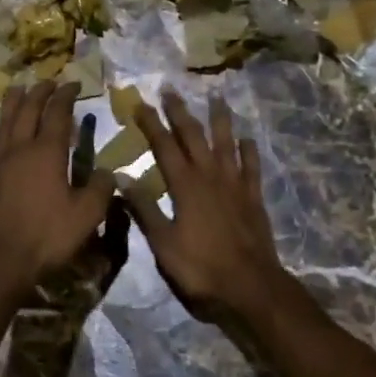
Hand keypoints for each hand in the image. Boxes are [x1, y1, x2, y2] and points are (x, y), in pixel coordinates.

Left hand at [0, 82, 115, 298]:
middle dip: (39, 92)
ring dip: (12, 103)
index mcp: (47, 152)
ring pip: (3, 122)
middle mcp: (20, 148)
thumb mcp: (87, 215)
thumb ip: (101, 189)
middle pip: (28, 110)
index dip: (65, 96)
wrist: (2, 260)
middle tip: (48, 82)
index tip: (73, 84)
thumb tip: (109, 172)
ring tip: (18, 89)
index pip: (57, 113)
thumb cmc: (48, 236)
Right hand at [123, 90, 287, 317]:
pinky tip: (246, 139)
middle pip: (194, 136)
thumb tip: (122, 177)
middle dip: (180, 112)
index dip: (151, 123)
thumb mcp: (163, 243)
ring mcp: (235, 184)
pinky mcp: (253, 197)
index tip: (140, 104)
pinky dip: (248, 150)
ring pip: (226, 143)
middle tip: (171, 90)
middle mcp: (210, 176)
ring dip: (219, 120)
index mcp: (185, 185)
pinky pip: (251, 166)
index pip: (164, 146)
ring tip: (216, 98)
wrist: (250, 286)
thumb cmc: (201, 267)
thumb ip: (144, 209)